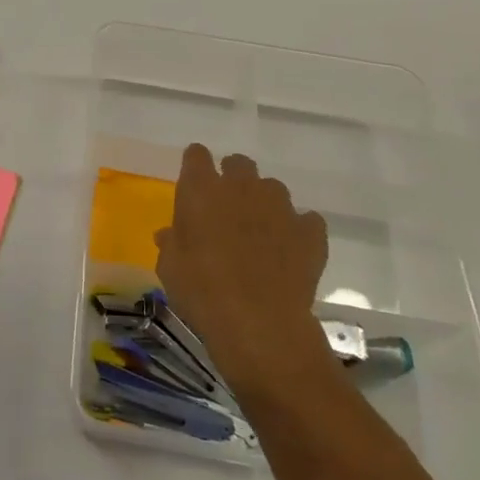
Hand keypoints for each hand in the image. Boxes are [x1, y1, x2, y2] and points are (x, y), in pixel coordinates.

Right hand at [155, 144, 331, 396]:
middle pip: (238, 163)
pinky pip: (306, 219)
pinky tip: (291, 249)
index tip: (194, 182)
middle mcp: (242, 187)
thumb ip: (171, 243)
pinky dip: (298, 229)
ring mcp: (280, 206)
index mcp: (201, 189)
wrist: (259, 323)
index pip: (196, 156)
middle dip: (232, 178)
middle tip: (226, 207)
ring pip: (272, 188)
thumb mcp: (170, 268)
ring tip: (260, 232)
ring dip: (264, 203)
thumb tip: (169, 234)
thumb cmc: (201, 291)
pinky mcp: (310, 231)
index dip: (195, 166)